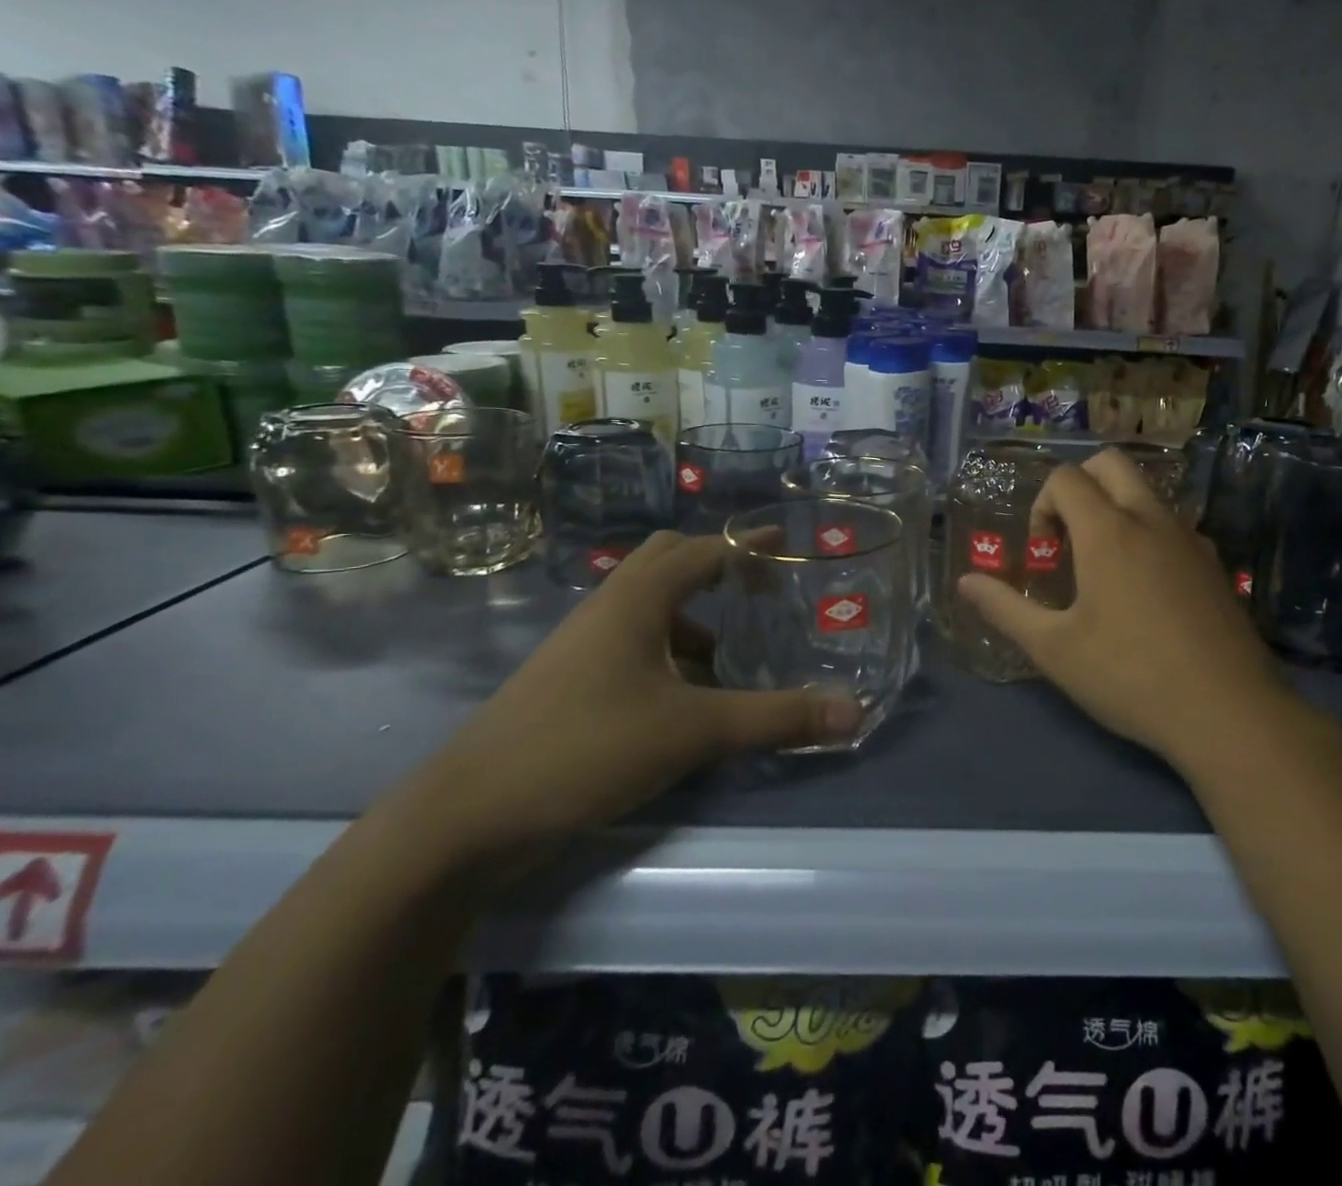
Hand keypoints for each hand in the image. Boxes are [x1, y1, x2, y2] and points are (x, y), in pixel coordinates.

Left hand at [417, 531, 861, 856]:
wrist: (468, 816)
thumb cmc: (587, 747)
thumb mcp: (694, 731)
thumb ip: (776, 718)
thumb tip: (854, 712)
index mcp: (637, 599)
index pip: (703, 549)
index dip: (748, 544)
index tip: (788, 546)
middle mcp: (608, 608)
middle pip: (668, 562)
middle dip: (716, 568)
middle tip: (759, 591)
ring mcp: (583, 645)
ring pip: (649, 607)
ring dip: (693, 618)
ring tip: (733, 655)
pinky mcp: (570, 681)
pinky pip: (632, 644)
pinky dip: (669, 653)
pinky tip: (688, 697)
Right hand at [958, 448, 1303, 772]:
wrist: (1229, 713)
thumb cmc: (1129, 676)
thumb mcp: (1054, 649)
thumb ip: (1004, 608)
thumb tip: (965, 582)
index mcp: (1109, 530)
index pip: (1066, 478)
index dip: (1041, 505)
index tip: (1043, 554)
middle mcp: (1152, 520)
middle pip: (1111, 464)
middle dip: (1079, 486)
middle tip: (1069, 540)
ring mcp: (1190, 539)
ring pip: (1146, 493)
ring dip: (1115, 509)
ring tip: (1104, 569)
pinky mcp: (1215, 566)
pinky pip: (1172, 526)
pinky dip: (1147, 535)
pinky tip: (1145, 592)